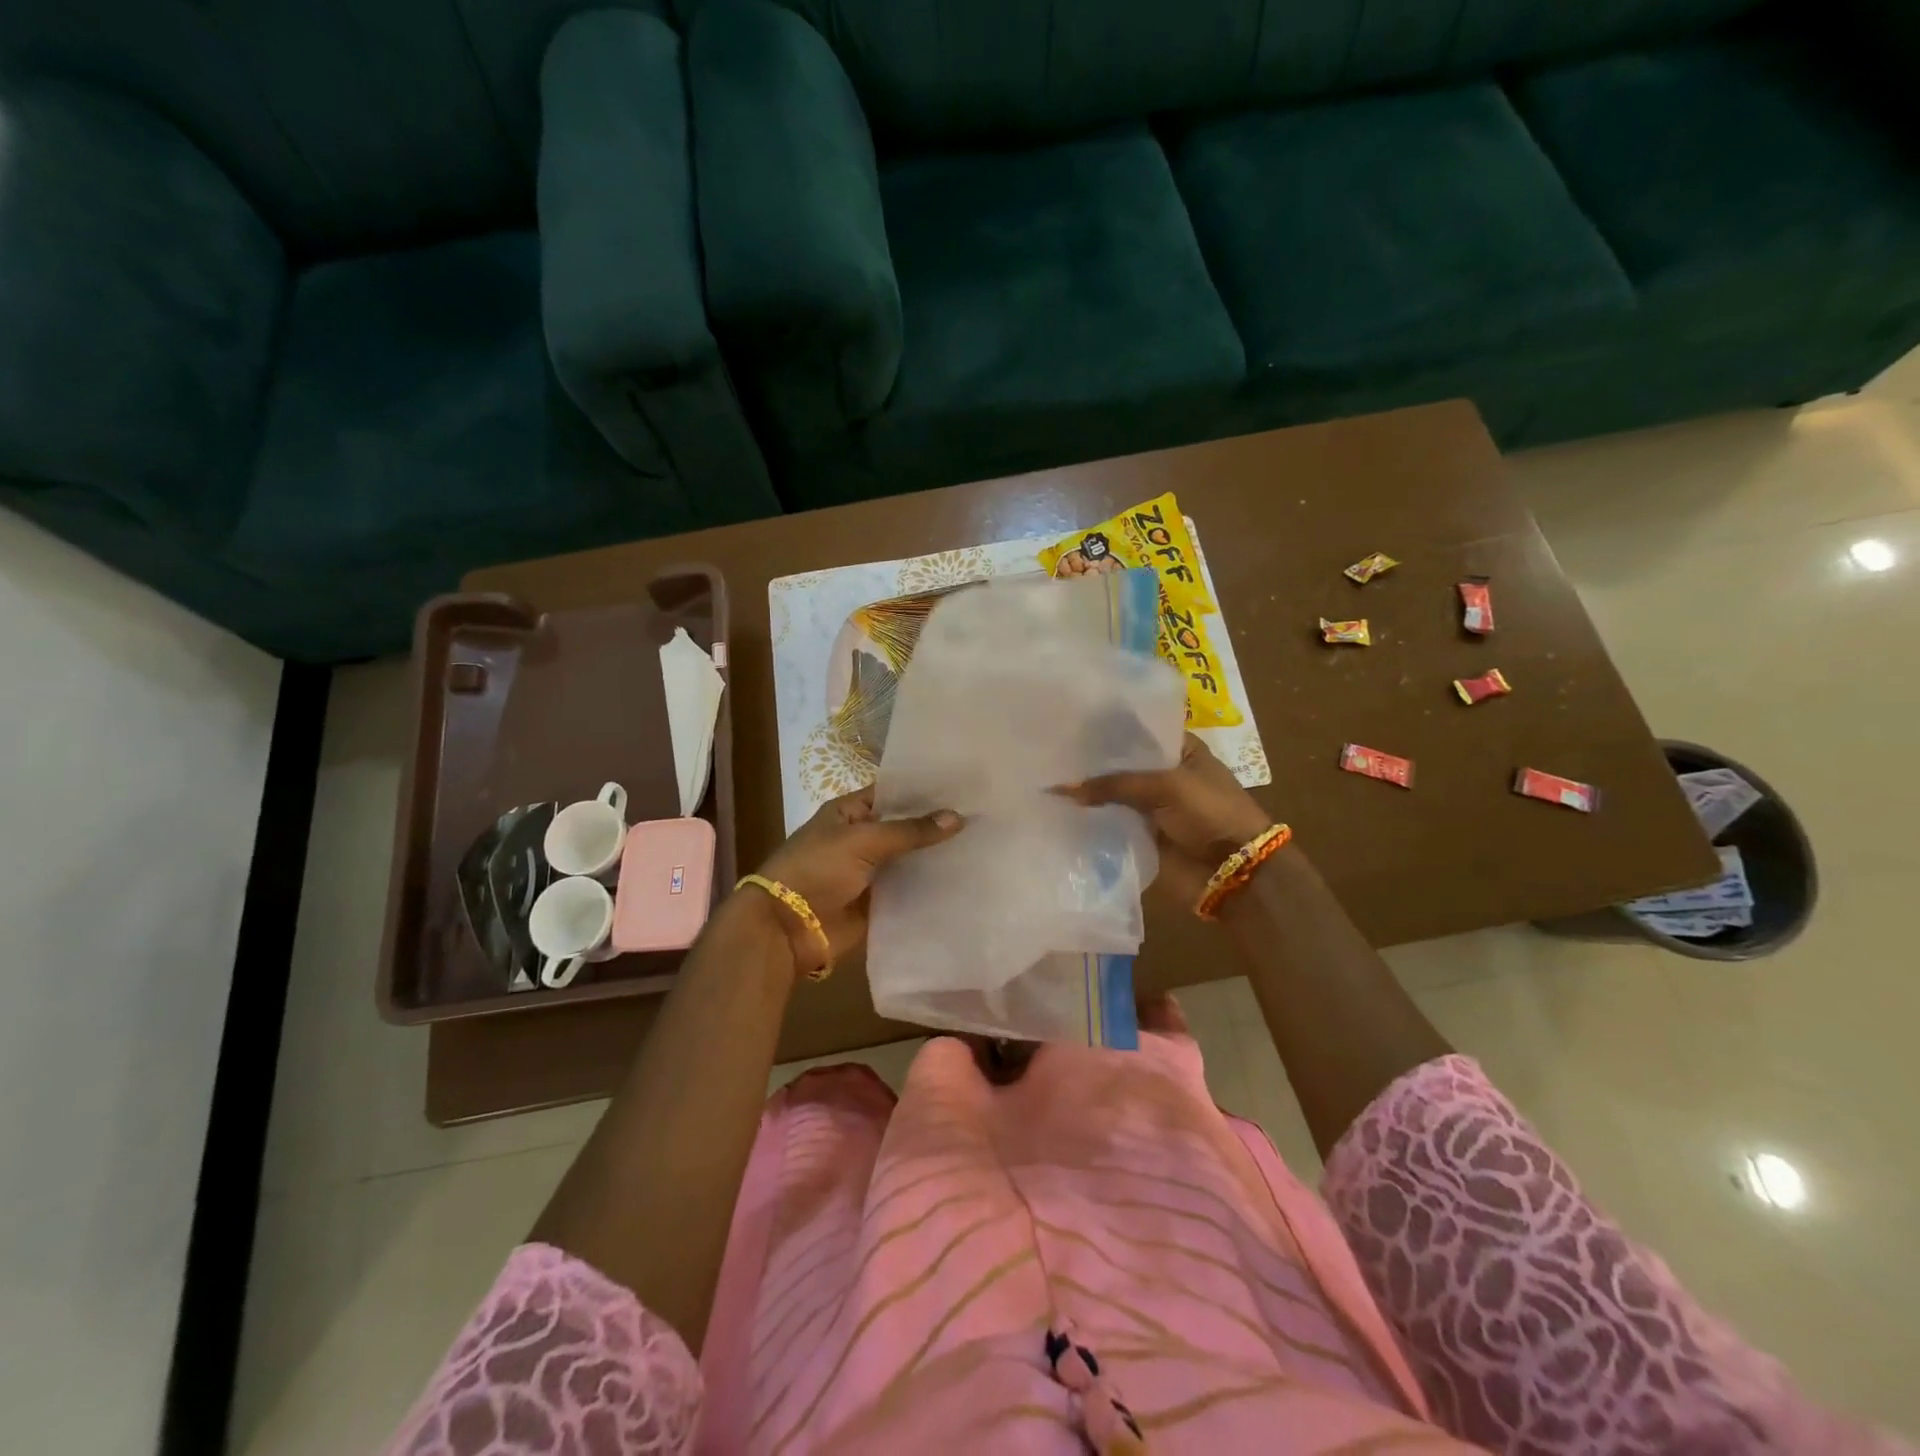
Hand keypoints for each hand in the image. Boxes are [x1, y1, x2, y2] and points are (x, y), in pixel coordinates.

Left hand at [746, 786, 962, 974]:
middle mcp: (861, 838)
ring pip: (909, 860)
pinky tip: (964, 881)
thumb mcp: (863, 840)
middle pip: (904, 828)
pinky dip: (930, 888)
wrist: (787, 928)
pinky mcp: (878, 903)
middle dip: (936, 825)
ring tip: (983, 846)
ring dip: (936, 857)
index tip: (963, 787)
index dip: (924, 791)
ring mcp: (870, 872)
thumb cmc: (817, 869)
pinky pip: (908, 892)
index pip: (892, 793)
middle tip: (983, 817)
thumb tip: (958, 817)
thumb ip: (910, 831)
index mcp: (849, 812)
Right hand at [1068, 734, 1271, 905]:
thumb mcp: (1166, 786)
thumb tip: (1060, 787)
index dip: (1108, 730)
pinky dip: (1090, 819)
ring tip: (1045, 777)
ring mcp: (1153, 806)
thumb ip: (1113, 784)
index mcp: (1182, 750)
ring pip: (1113, 795)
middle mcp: (1166, 775)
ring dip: (1087, 792)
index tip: (1070, 723)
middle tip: (1050, 751)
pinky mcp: (1142, 834)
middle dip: (1092, 762)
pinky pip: (1111, 823)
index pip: (1139, 732)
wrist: (1234, 872)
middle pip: (1122, 764)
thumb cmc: (1211, 813)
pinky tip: (1058, 809)